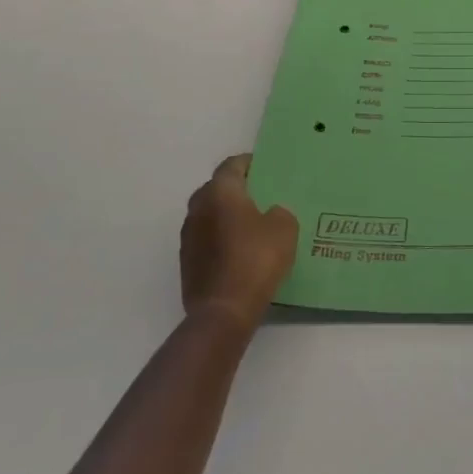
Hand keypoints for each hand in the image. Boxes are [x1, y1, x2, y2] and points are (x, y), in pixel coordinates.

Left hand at [179, 154, 299, 331]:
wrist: (224, 310)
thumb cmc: (256, 259)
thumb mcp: (285, 228)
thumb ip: (279, 212)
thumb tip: (270, 213)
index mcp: (220, 193)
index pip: (231, 165)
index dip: (250, 163)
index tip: (266, 167)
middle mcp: (198, 209)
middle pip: (216, 189)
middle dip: (236, 189)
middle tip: (261, 195)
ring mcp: (188, 237)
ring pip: (209, 215)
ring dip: (227, 215)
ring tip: (253, 224)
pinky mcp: (187, 262)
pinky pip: (207, 239)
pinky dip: (221, 238)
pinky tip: (241, 250)